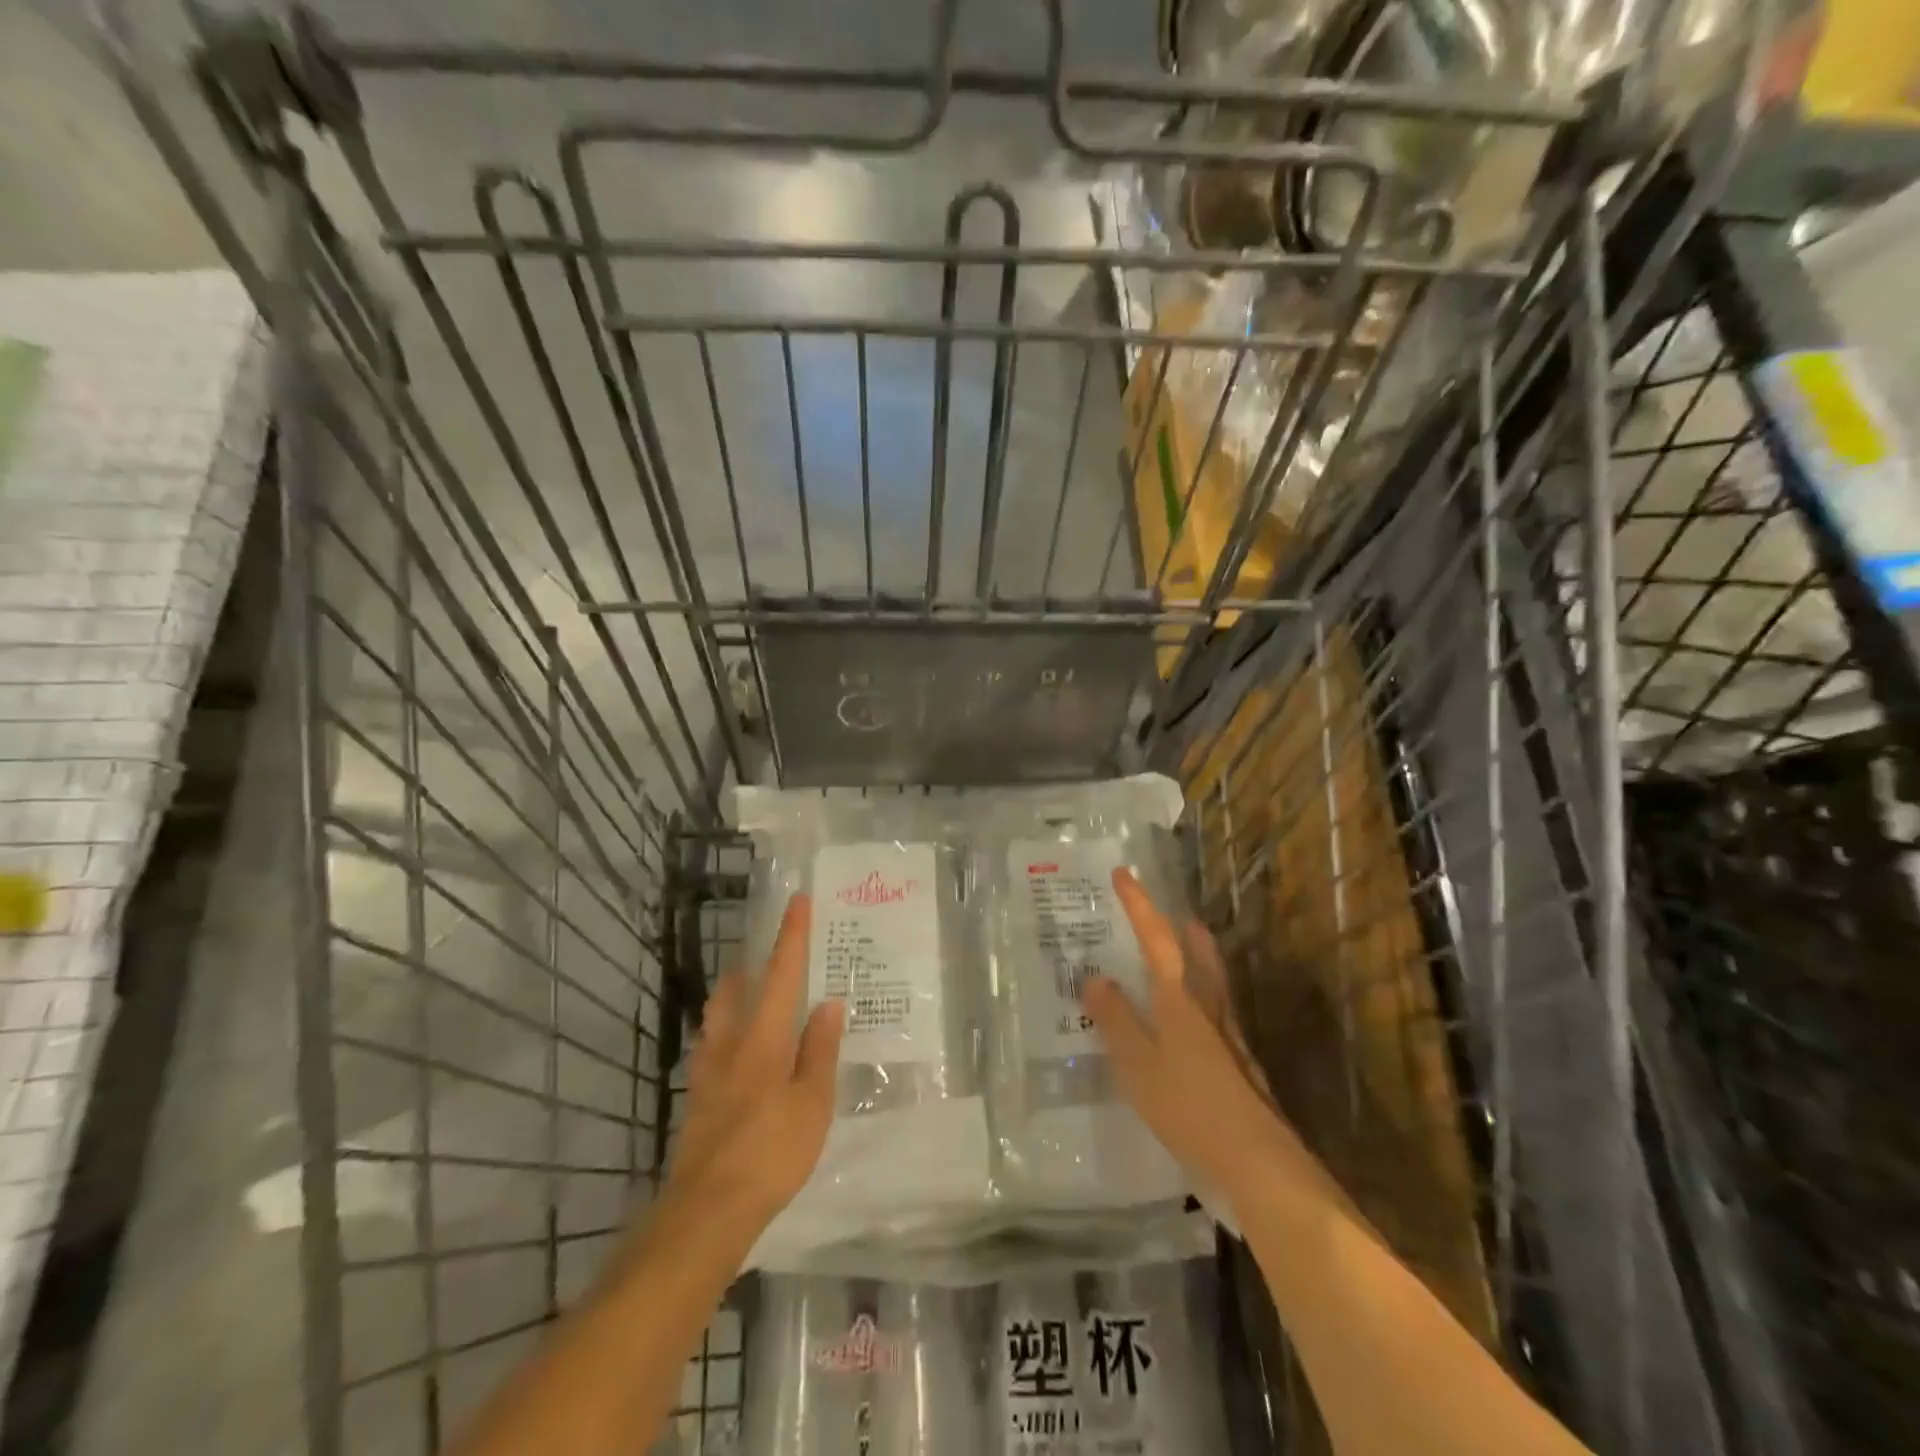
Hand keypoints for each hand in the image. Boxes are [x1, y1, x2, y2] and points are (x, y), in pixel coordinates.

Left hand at [665, 895, 845, 1228]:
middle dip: (750, 963)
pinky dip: (725, 1031)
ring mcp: (708, 1071)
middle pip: (735, 988)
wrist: (709, 1209)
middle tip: (768, 952)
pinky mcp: (697, 1098)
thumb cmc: (772, 1152)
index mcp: (764, 1038)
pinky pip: (711, 1046)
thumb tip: (828, 1003)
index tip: (797, 901)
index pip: (780, 974)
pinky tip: (736, 1050)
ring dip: (732, 994)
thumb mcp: (813, 1102)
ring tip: (749, 992)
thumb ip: (820, 1050)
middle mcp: (731, 1043)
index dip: (790, 936)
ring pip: (717, 1016)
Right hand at [1081, 869, 1283, 1198]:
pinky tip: (1196, 1026)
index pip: (1157, 940)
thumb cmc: (1188, 1106)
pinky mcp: (1241, 1066)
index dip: (1140, 906)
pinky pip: (1218, 1017)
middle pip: (1198, 957)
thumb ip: (1116, 1020)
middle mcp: (1209, 1009)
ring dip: (1201, 961)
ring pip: (1214, 985)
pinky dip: (1204, 1003)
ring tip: (1190, 953)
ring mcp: (1230, 1038)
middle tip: (1176, 916)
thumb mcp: (1138, 1064)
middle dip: (1184, 932)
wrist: (1257, 1161)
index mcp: (1180, 1001)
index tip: (1124, 874)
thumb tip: (1095, 977)